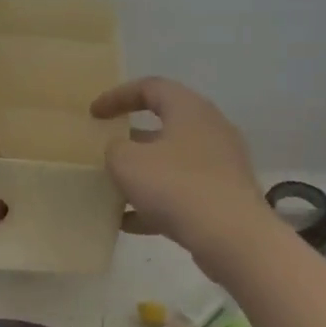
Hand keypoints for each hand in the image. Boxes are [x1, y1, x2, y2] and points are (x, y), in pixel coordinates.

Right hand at [91, 76, 274, 274]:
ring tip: (111, 188)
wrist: (232, 238)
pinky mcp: (223, 198)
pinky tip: (128, 222)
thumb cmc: (176, 186)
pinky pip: (181, 192)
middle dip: (130, 138)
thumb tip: (120, 150)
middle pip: (164, 125)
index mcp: (189, 109)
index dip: (117, 96)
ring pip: (171, 162)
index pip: (150, 87)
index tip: (93, 114)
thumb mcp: (127, 162)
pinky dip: (154, 203)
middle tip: (104, 149)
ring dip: (141, 173)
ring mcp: (220, 166)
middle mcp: (210, 130)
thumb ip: (114, 148)